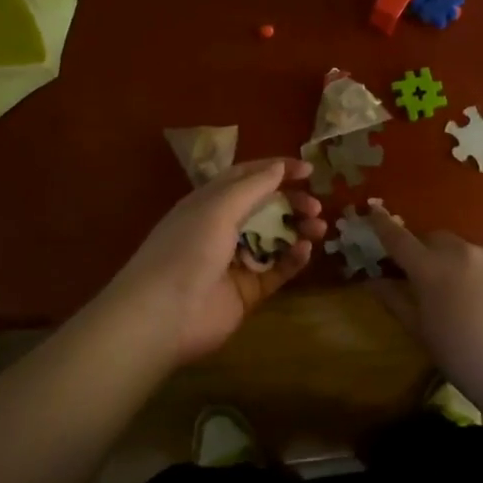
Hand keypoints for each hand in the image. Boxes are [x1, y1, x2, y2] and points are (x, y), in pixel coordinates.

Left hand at [95, 158, 327, 367]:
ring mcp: (235, 261)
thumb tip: (279, 167)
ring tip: (319, 228)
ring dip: (297, 230)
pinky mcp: (247, 291)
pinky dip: (292, 260)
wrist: (164, 315)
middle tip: (315, 206)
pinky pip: (275, 270)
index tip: (308, 170)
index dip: (276, 170)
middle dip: (291, 203)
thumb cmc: (188, 249)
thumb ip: (252, 187)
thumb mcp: (218, 208)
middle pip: (264, 208)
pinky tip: (305, 252)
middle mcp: (221, 229)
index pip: (246, 177)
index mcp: (208, 203)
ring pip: (274, 239)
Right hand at [366, 209, 482, 385]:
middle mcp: (464, 251)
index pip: (399, 239)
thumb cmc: (465, 360)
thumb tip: (373, 280)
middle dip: (434, 253)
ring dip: (471, 265)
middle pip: (439, 239)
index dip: (383, 224)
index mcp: (431, 270)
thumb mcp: (423, 333)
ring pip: (476, 250)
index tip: (374, 212)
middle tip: (440, 280)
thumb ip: (396, 300)